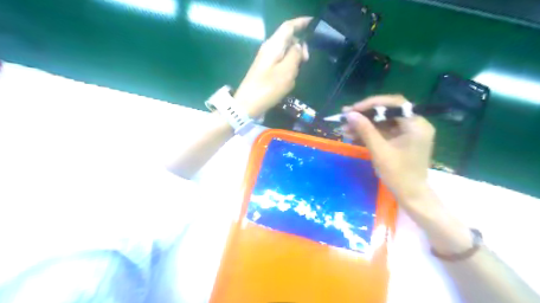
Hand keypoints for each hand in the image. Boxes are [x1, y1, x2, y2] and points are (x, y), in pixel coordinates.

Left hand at [234, 16, 309, 117]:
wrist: (247, 105)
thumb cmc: (268, 88)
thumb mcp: (286, 71)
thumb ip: (295, 55)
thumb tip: (299, 46)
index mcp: (273, 45)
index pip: (289, 26)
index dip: (301, 23)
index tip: (314, 25)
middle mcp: (269, 49)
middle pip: (288, 40)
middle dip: (300, 47)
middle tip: (307, 60)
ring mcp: (266, 60)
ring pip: (286, 53)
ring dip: (294, 61)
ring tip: (295, 75)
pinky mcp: (265, 71)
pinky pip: (281, 65)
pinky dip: (287, 70)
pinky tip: (287, 82)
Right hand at [343, 94, 435, 203]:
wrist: (410, 195)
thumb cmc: (398, 175)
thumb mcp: (379, 151)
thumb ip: (365, 130)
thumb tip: (349, 114)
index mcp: (416, 125)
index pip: (394, 104)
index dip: (372, 104)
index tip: (353, 109)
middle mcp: (415, 124)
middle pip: (388, 111)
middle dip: (365, 114)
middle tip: (346, 116)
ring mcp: (408, 132)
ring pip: (383, 121)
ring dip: (364, 124)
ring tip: (345, 128)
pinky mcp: (402, 140)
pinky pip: (384, 131)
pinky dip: (369, 132)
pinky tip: (353, 135)